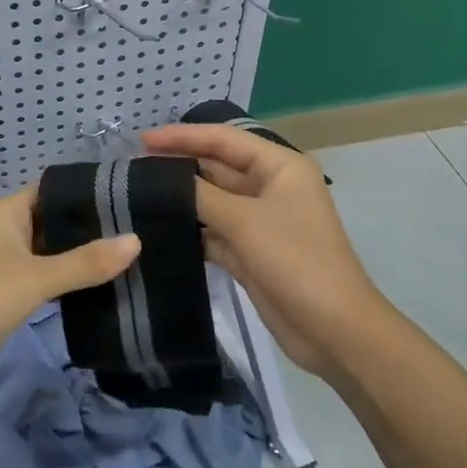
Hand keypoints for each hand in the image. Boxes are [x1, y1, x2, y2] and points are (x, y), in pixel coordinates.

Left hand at [0, 186, 140, 401]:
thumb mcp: (38, 276)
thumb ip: (86, 261)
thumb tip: (136, 241)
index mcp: (6, 213)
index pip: (51, 191)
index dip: (85, 192)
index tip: (127, 196)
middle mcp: (4, 234)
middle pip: (52, 223)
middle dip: (89, 230)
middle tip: (139, 230)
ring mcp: (4, 268)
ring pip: (50, 256)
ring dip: (80, 260)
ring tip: (130, 259)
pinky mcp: (7, 299)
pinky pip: (44, 284)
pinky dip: (67, 285)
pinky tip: (102, 289)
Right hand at [140, 123, 381, 379]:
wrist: (335, 331)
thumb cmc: (296, 262)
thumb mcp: (245, 221)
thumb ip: (200, 195)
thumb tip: (161, 179)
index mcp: (279, 167)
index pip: (223, 139)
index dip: (182, 136)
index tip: (141, 140)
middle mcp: (269, 187)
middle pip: (216, 167)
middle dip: (178, 166)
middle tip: (131, 169)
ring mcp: (259, 221)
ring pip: (212, 200)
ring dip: (181, 198)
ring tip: (136, 195)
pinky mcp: (249, 252)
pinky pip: (213, 230)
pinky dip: (189, 229)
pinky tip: (157, 228)